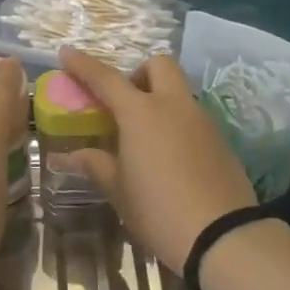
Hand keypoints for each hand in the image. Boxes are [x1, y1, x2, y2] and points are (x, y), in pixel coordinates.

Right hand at [57, 48, 258, 274]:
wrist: (222, 237)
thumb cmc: (158, 209)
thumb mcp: (118, 189)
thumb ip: (95, 164)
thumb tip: (68, 156)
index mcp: (141, 113)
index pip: (106, 78)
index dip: (83, 64)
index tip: (66, 52)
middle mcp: (173, 106)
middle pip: (158, 65)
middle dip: (138, 73)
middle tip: (123, 102)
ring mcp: (201, 121)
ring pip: (178, 92)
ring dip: (158, 99)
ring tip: (143, 136)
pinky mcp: (220, 141)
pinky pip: (192, 117)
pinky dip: (175, 123)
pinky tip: (168, 156)